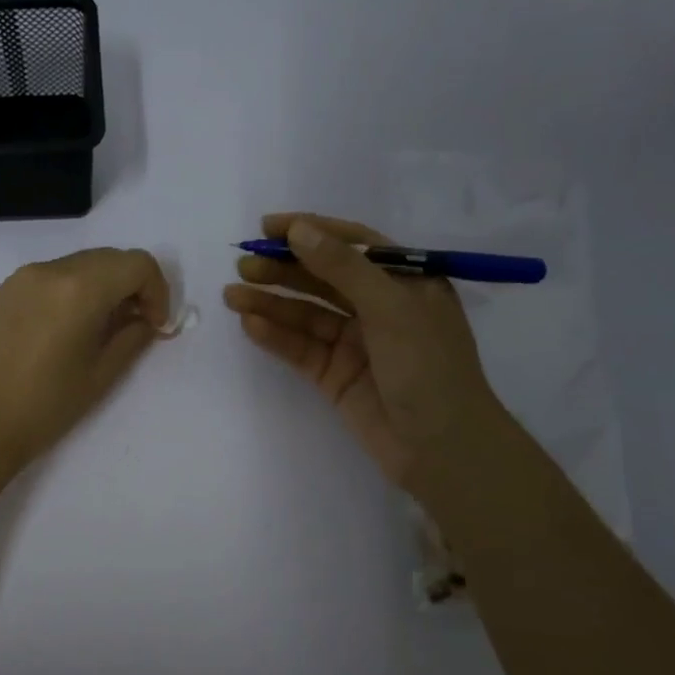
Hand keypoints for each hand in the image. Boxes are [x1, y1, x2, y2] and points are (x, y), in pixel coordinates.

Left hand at [0, 248, 171, 473]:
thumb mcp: (101, 374)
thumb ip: (133, 337)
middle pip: (110, 258)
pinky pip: (55, 276)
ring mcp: (23, 277)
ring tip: (106, 329)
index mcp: (79, 288)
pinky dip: (77, 290)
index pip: (137, 264)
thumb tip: (147, 320)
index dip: (158, 291)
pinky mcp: (6, 291)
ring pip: (82, 264)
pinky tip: (74, 327)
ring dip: (105, 287)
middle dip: (134, 286)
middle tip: (139, 326)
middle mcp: (51, 270)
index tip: (157, 326)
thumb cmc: (44, 407)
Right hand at [223, 212, 503, 490]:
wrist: (441, 448)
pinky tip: (250, 324)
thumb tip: (299, 230)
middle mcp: (378, 306)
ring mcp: (354, 342)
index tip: (268, 227)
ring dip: (270, 302)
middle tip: (244, 264)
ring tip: (232, 294)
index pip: (352, 244)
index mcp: (404, 281)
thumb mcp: (391, 307)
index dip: (311, 231)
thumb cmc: (429, 366)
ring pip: (305, 313)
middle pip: (322, 278)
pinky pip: (300, 347)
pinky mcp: (334, 374)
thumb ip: (343, 267)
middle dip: (283, 269)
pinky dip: (276, 335)